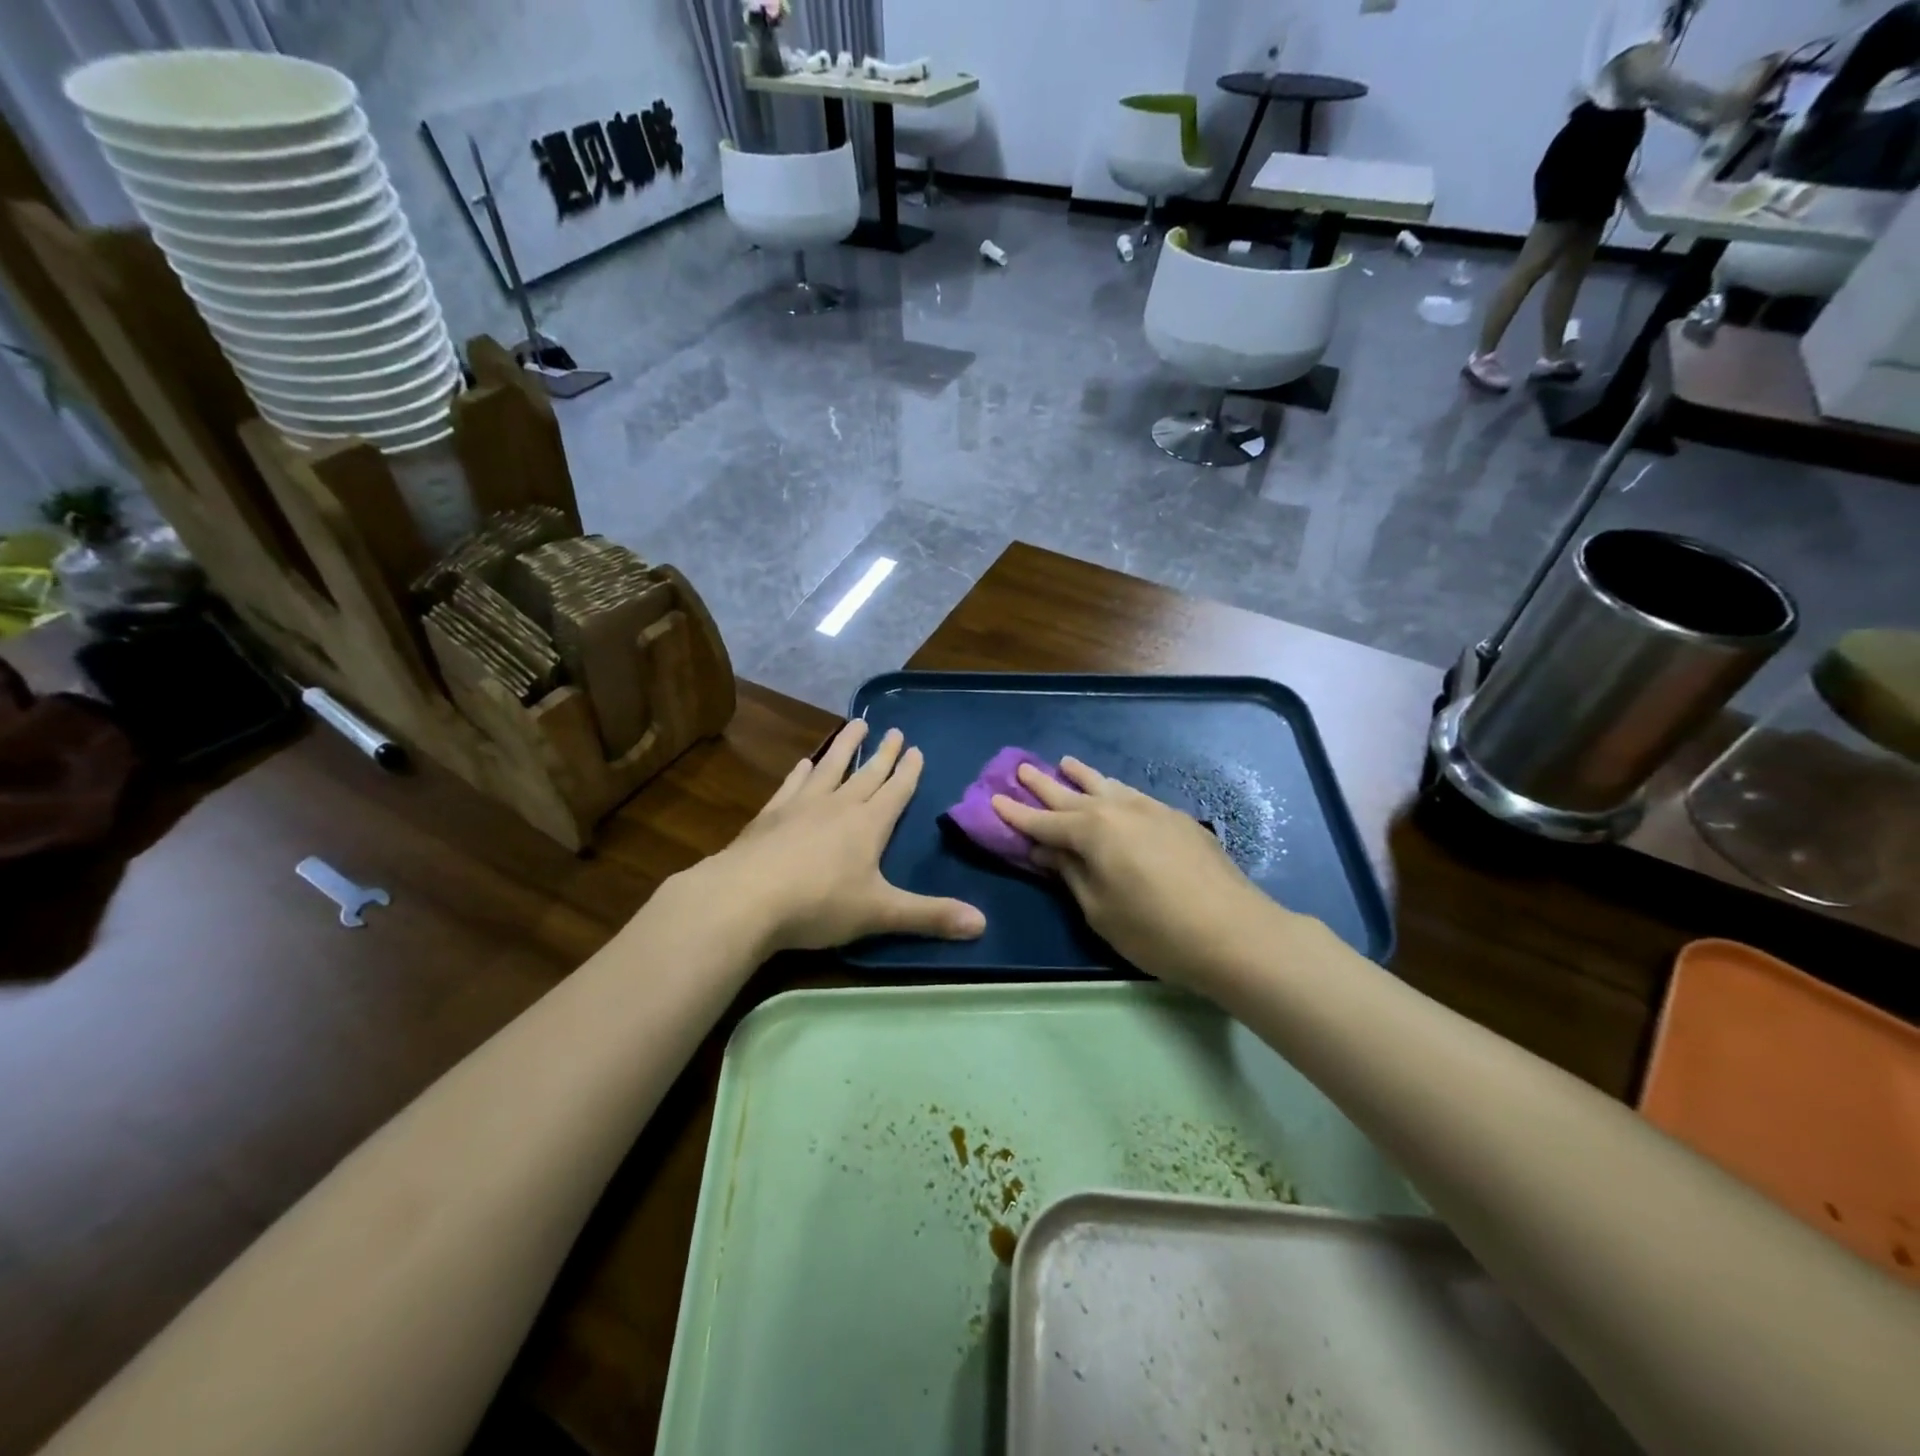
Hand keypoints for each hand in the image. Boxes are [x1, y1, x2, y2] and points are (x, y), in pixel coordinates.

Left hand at [704, 719, 985, 952]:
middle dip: (883, 753)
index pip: (896, 791)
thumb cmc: (819, 904)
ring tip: (856, 723)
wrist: (744, 898)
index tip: (916, 748)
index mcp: (869, 825)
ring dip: (845, 746)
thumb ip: (930, 916)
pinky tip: (803, 763)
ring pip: (830, 767)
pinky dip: (801, 773)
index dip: (908, 771)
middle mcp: (838, 806)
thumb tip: (983, 924)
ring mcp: (801, 806)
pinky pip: (792, 785)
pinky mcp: (770, 815)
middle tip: (894, 730)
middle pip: (866, 773)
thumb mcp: (880, 913)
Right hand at [991, 757, 1286, 988]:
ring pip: (1107, 786)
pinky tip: (1115, 791)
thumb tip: (1045, 850)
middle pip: (1071, 794)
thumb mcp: (1099, 909)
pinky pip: (1133, 795)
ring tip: (1066, 763)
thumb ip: (1070, 873)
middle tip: (1021, 767)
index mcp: (1092, 831)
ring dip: (1082, 776)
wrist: (1234, 932)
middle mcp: (1118, 809)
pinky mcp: (1178, 819)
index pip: (1043, 822)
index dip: (1016, 814)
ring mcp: (1151, 810)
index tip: (993, 799)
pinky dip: (1114, 790)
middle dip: (1043, 784)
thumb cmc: (1155, 930)